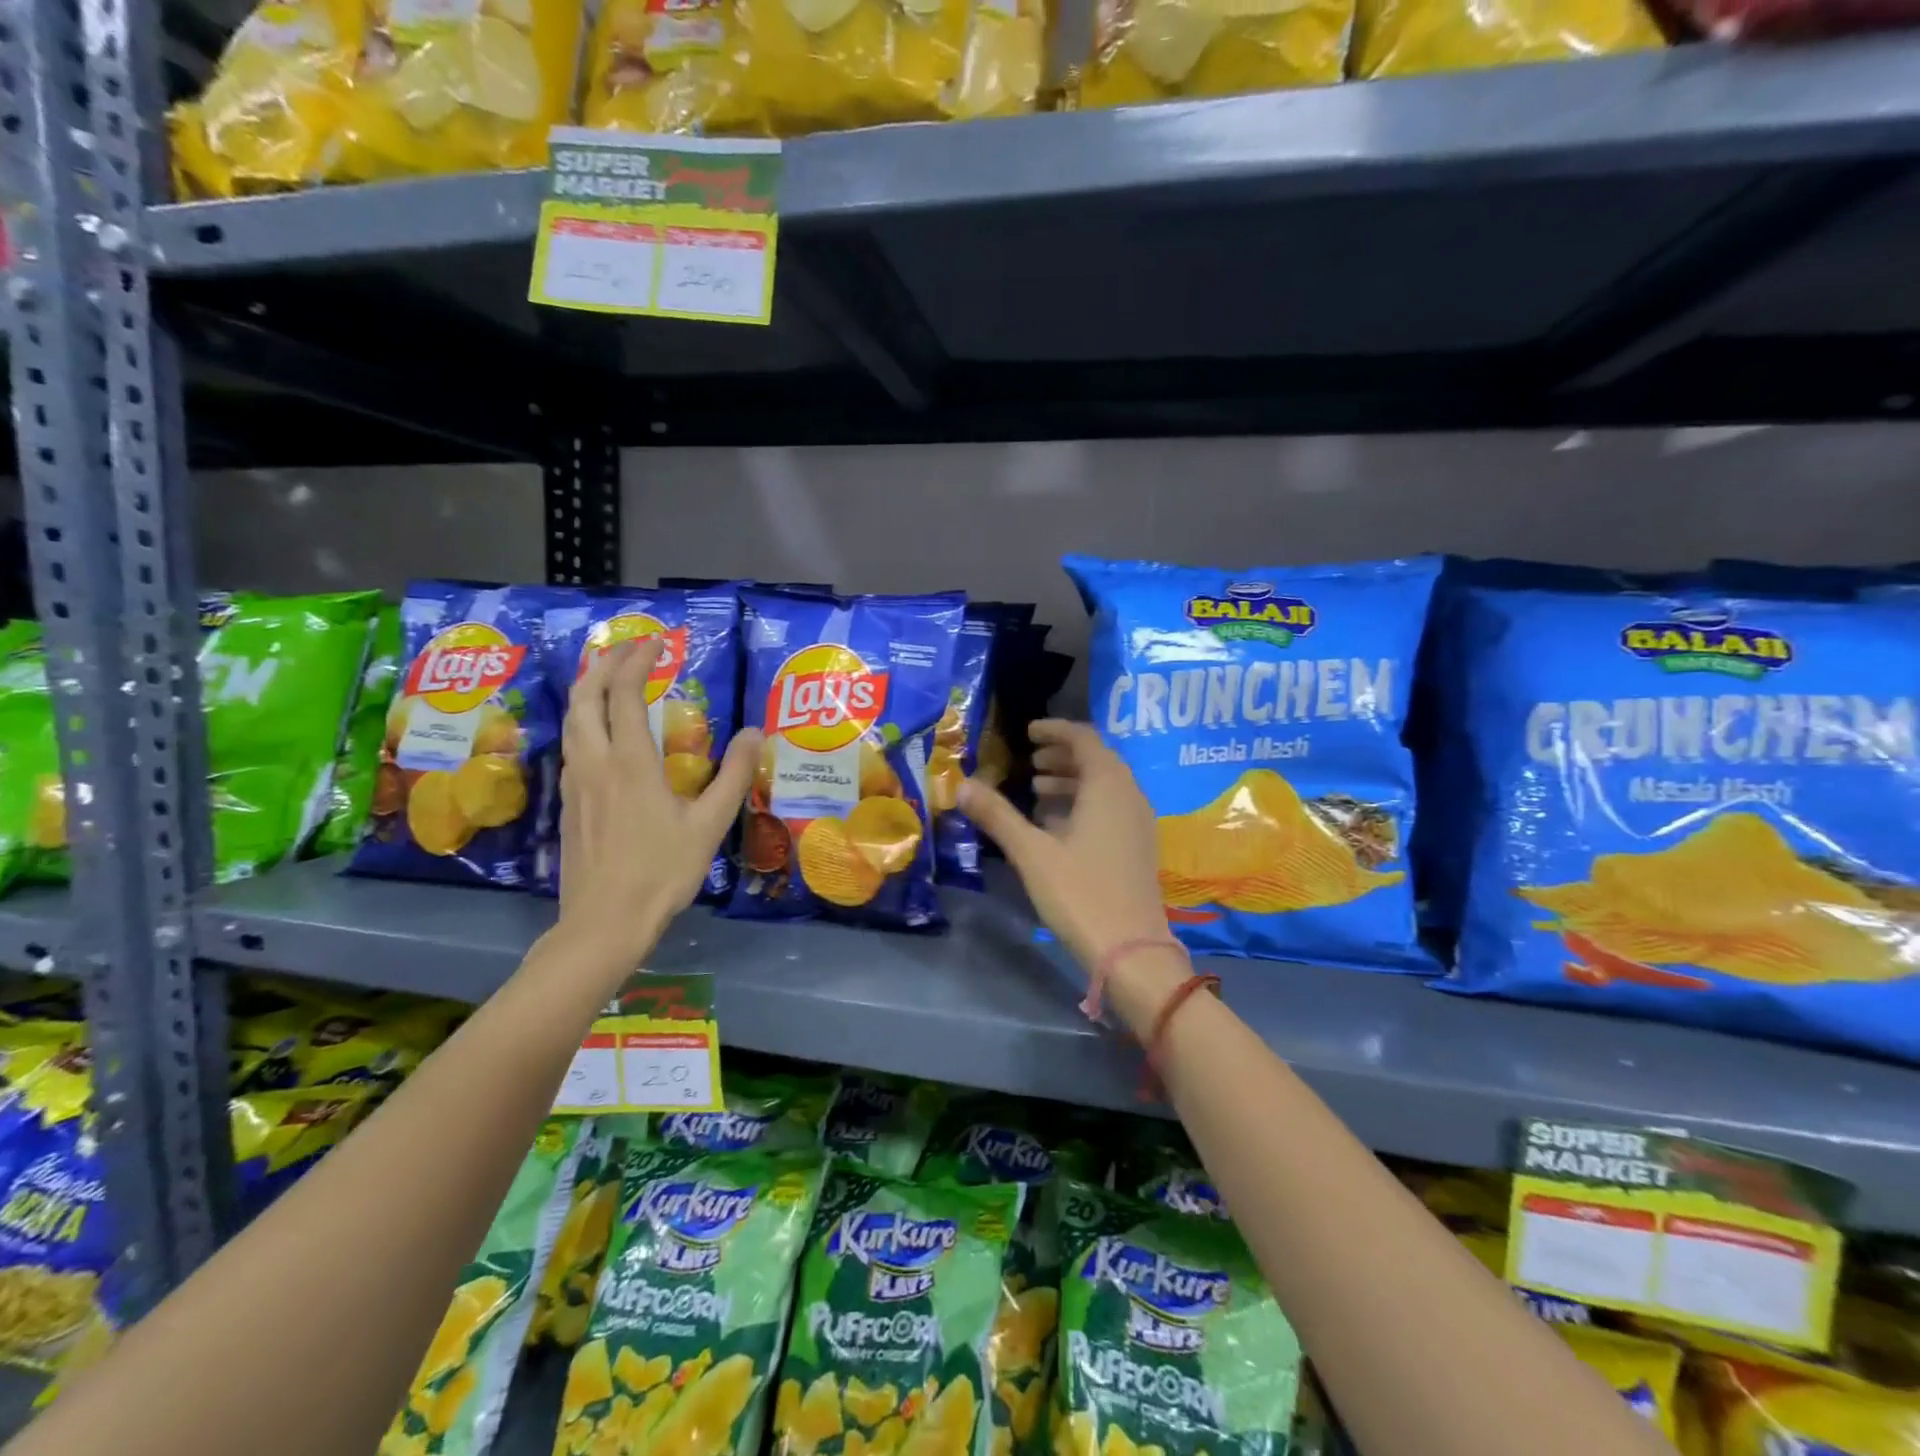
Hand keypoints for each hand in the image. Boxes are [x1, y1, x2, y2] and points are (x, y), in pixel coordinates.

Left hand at [557, 637, 760, 963]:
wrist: (605, 922)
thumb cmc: (662, 872)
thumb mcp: (709, 824)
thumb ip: (733, 775)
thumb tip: (754, 732)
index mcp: (630, 763)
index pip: (624, 694)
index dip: (637, 662)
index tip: (656, 643)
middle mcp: (595, 763)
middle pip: (584, 698)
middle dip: (602, 665)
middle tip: (626, 650)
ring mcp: (575, 784)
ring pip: (571, 721)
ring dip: (587, 690)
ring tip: (608, 679)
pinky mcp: (568, 804)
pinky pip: (571, 745)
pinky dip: (583, 721)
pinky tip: (600, 734)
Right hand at [958, 720, 1189, 1029]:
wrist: (1131, 951)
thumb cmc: (1079, 893)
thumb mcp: (1031, 853)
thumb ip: (997, 815)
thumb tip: (962, 785)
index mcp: (1108, 786)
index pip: (1084, 738)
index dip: (1055, 729)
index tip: (1027, 732)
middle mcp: (1129, 795)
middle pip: (1097, 759)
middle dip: (1062, 755)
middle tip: (1029, 762)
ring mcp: (1138, 822)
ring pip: (1105, 785)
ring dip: (1072, 780)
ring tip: (1036, 791)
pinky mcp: (1138, 846)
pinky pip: (1111, 807)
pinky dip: (1084, 803)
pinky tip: (1057, 826)